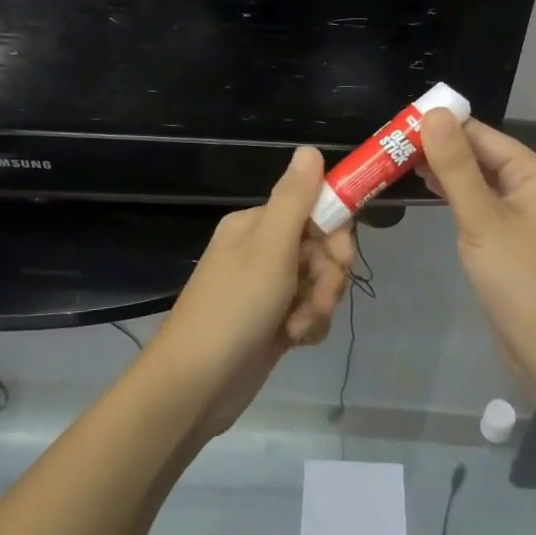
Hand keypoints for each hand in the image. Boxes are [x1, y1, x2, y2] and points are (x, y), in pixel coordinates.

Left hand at [149, 146, 355, 435]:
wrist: (195, 386)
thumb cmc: (234, 308)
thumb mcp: (269, 247)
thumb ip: (294, 198)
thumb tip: (309, 148)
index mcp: (256, 225)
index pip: (314, 210)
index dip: (335, 234)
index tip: (340, 258)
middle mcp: (261, 251)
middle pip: (321, 249)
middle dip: (328, 276)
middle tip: (317, 298)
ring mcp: (266, 289)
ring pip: (319, 283)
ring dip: (318, 305)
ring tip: (297, 328)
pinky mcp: (272, 322)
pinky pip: (308, 311)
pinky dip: (308, 325)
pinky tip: (294, 341)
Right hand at [418, 110, 535, 373]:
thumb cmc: (517, 278)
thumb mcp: (481, 217)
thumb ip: (456, 166)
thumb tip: (433, 113)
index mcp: (534, 172)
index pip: (481, 134)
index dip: (442, 126)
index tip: (398, 124)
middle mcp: (531, 185)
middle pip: (479, 154)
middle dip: (439, 147)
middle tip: (389, 144)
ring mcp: (521, 212)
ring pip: (477, 179)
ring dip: (443, 171)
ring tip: (397, 161)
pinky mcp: (509, 236)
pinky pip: (478, 202)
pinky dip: (453, 194)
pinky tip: (426, 190)